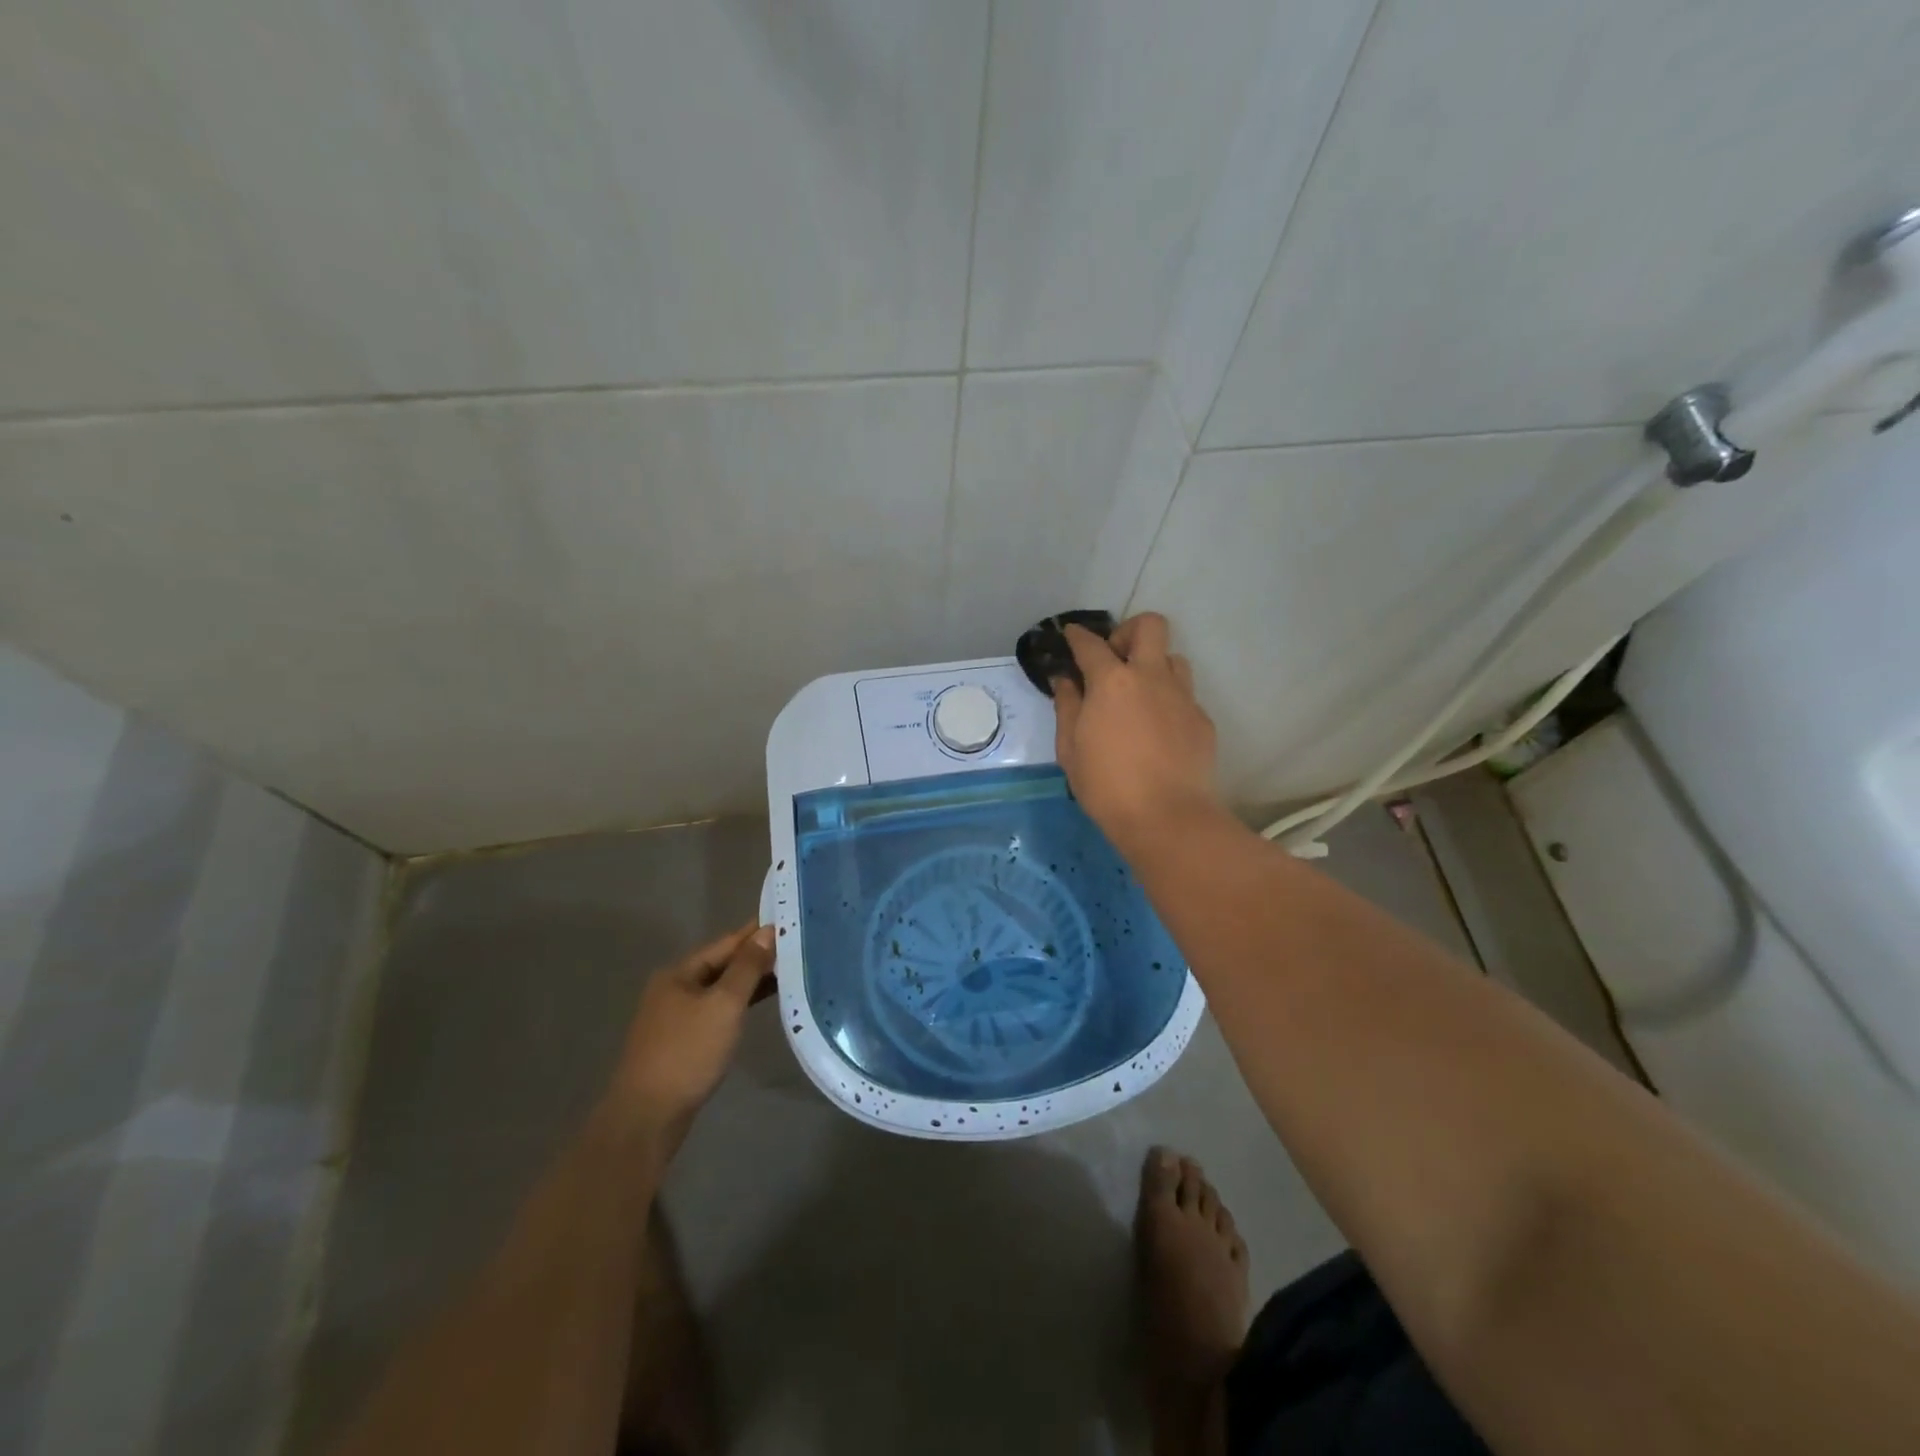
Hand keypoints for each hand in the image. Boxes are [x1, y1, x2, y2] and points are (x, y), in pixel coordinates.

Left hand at [608, 921, 775, 1156]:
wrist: (648, 1117)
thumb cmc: (688, 1053)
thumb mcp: (724, 1005)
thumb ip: (747, 967)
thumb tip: (768, 932)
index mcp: (679, 973)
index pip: (726, 942)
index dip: (757, 932)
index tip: (789, 921)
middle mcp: (674, 988)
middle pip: (722, 964)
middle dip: (756, 956)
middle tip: (796, 946)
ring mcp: (675, 1016)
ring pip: (720, 988)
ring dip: (750, 980)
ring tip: (788, 971)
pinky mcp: (681, 1041)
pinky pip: (716, 1010)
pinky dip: (739, 1003)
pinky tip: (760, 1004)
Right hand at [1052, 613, 1220, 851]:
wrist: (1167, 817)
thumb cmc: (1106, 785)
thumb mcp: (1070, 749)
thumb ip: (1067, 707)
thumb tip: (1065, 681)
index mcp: (1112, 682)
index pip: (1091, 644)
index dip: (1078, 636)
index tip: (1071, 635)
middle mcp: (1151, 677)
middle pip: (1150, 626)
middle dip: (1129, 631)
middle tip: (1115, 659)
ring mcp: (1182, 696)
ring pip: (1173, 659)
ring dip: (1154, 666)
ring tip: (1138, 696)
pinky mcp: (1201, 720)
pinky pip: (1184, 696)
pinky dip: (1167, 702)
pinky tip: (1156, 732)